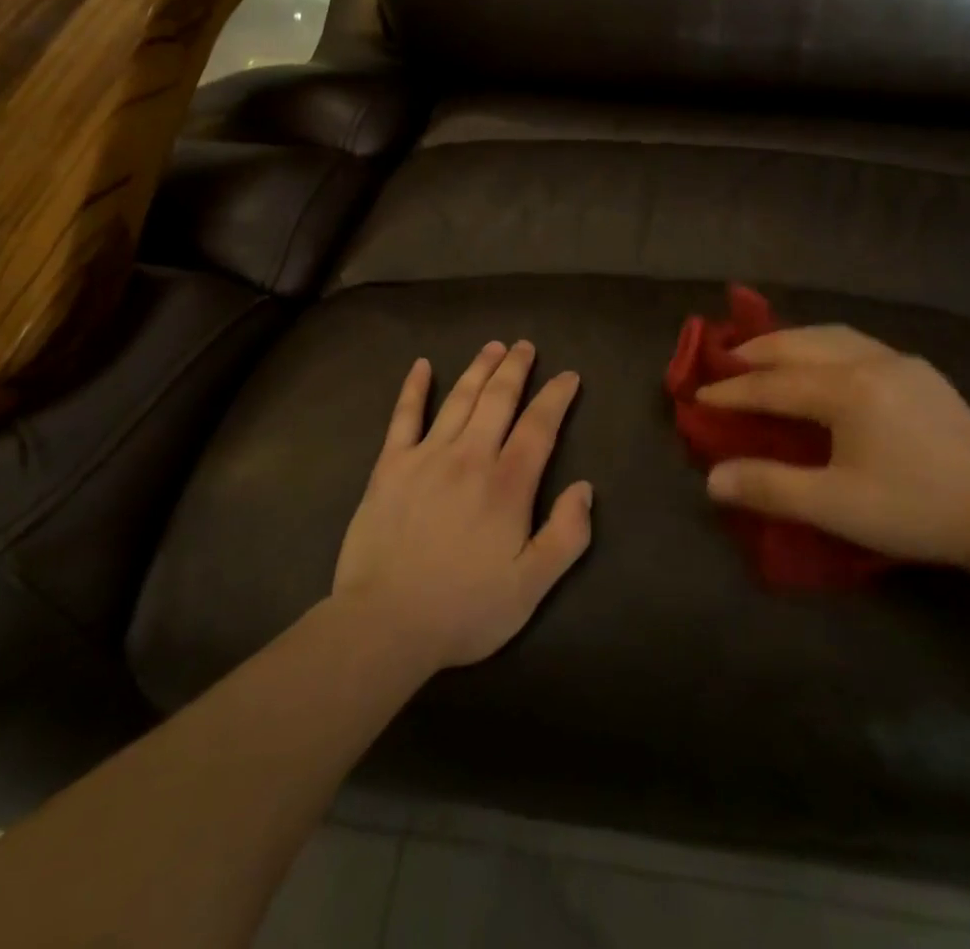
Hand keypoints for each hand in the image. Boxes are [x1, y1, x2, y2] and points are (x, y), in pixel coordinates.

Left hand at [332, 342, 592, 671]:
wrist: (385, 623)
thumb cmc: (464, 609)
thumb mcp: (532, 587)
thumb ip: (566, 535)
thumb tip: (584, 488)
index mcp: (507, 485)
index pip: (539, 426)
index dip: (556, 397)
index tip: (568, 376)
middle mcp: (469, 457)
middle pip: (498, 399)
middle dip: (516, 368)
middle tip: (526, 346)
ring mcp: (426, 456)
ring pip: (459, 399)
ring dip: (479, 369)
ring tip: (493, 347)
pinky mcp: (390, 466)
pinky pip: (403, 416)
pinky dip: (414, 388)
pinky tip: (422, 366)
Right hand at [695, 326, 969, 572]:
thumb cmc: (916, 509)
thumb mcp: (836, 505)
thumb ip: (770, 487)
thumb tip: (712, 479)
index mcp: (846, 389)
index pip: (773, 384)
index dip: (732, 391)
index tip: (698, 395)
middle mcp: (869, 361)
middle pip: (799, 344)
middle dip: (757, 351)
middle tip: (725, 361)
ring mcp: (900, 361)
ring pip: (830, 335)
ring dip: (791, 340)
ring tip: (766, 353)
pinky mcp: (922, 372)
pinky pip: (857, 343)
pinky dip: (823, 344)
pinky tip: (824, 362)